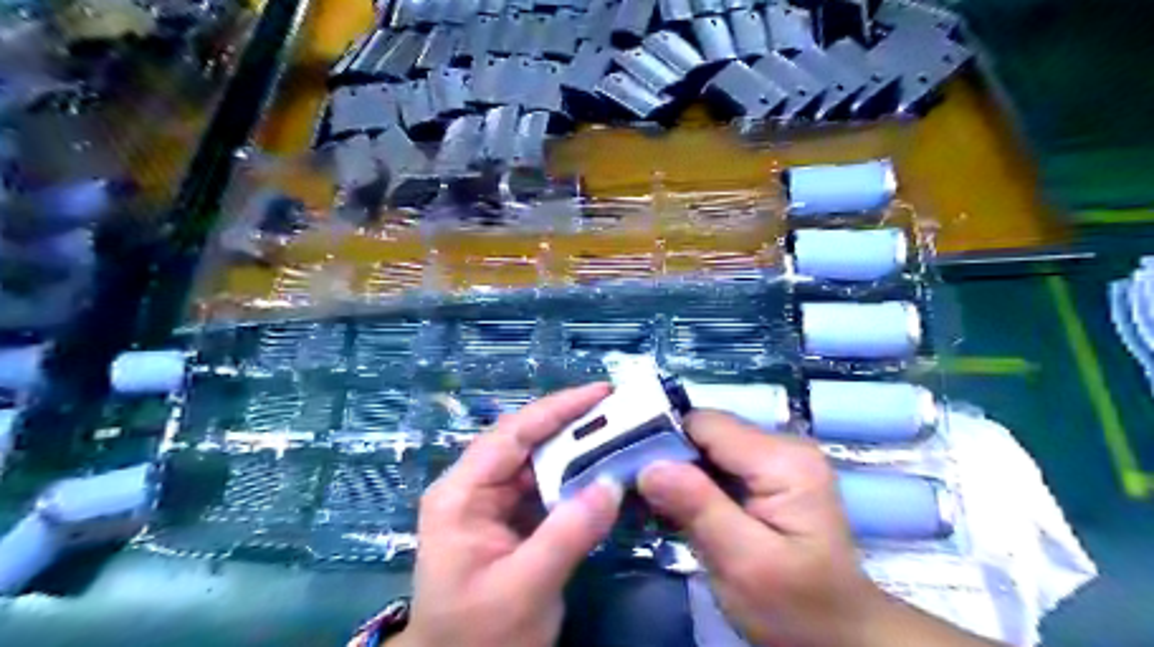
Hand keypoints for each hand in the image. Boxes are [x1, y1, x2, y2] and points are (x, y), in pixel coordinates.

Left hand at [388, 384, 621, 645]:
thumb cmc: (478, 637)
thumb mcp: (524, 588)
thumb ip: (569, 534)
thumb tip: (613, 483)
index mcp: (461, 494)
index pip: (512, 434)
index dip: (557, 409)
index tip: (601, 393)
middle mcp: (474, 488)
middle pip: (526, 441)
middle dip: (572, 424)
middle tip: (619, 410)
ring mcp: (491, 503)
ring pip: (538, 462)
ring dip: (577, 449)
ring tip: (617, 433)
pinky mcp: (509, 520)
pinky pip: (545, 487)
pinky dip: (574, 478)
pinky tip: (601, 472)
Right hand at [635, 413, 1006, 646]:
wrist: (839, 636)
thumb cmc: (797, 607)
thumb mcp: (744, 564)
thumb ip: (699, 509)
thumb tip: (649, 465)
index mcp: (784, 460)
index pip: (706, 423)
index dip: (664, 439)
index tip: (628, 467)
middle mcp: (781, 447)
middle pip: (705, 432)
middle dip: (667, 456)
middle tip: (633, 489)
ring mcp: (775, 460)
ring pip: (706, 448)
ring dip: (676, 471)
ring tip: (648, 500)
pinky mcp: (765, 477)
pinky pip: (715, 465)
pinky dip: (691, 483)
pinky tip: (674, 506)